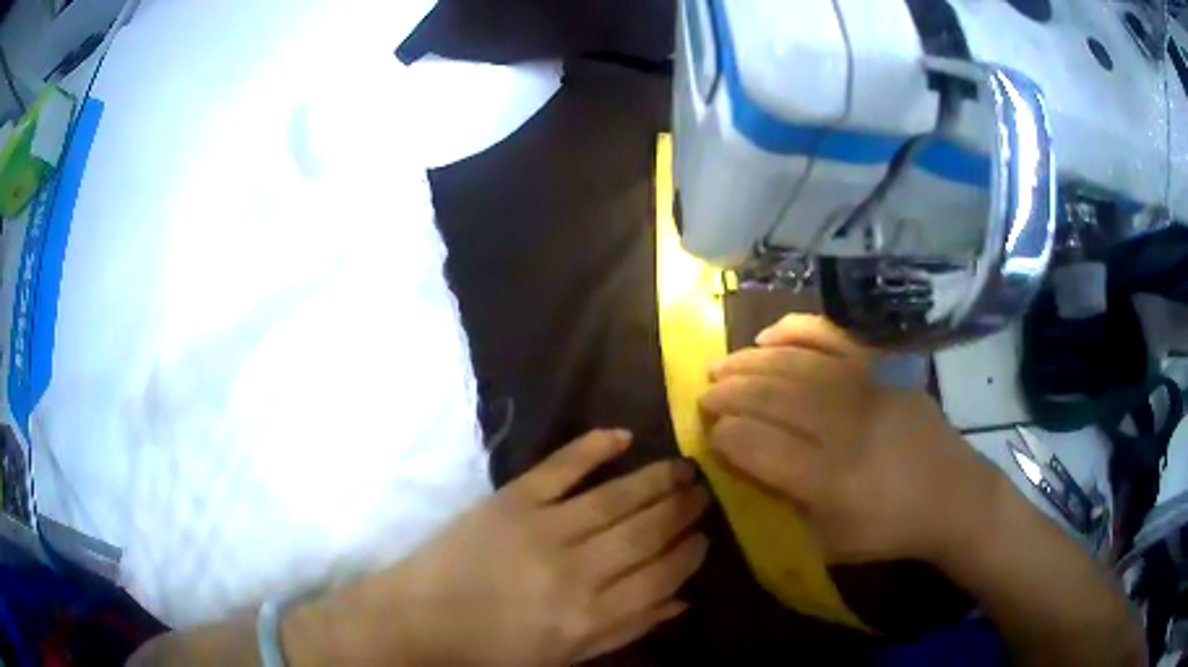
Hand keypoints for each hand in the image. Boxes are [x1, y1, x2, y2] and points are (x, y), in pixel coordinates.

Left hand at [289, 430, 708, 665]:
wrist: (420, 619)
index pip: (662, 576)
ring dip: (656, 479)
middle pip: (647, 532)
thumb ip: (625, 629)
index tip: (705, 537)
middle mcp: (577, 570)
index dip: (689, 553)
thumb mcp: (565, 657)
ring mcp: (543, 528)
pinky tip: (621, 435)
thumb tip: (680, 602)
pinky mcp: (511, 500)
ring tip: (683, 467)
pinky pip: (561, 467)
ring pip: (617, 498)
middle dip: (683, 510)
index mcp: (591, 616)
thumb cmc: (493, 649)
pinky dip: (592, 447)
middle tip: (703, 492)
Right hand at [699, 315, 999, 565]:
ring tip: (720, 366)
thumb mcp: (828, 543)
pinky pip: (832, 339)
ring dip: (748, 362)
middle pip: (770, 397)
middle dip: (727, 393)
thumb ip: (783, 510)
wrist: (952, 495)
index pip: (757, 445)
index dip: (723, 436)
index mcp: (827, 479)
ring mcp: (864, 390)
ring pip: (794, 365)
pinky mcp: (881, 370)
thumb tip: (744, 470)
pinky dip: (796, 332)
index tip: (709, 435)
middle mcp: (842, 426)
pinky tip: (768, 336)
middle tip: (704, 395)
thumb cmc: (888, 529)